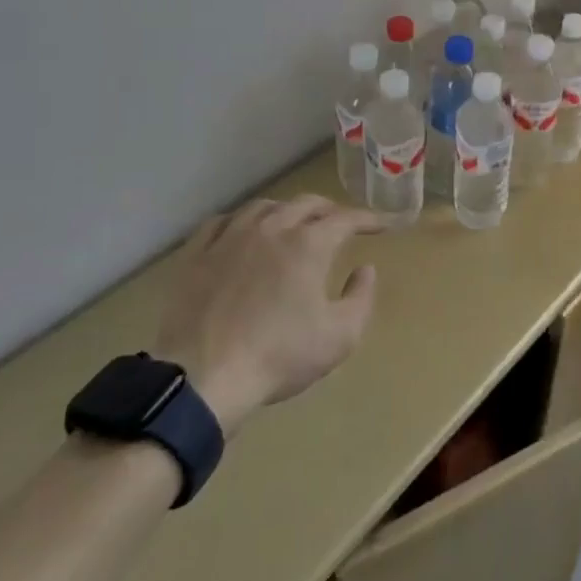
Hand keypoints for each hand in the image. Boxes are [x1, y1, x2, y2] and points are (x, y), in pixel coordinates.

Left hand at [153, 195, 380, 435]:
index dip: (369, 219)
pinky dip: (242, 220)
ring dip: (287, 210)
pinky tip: (242, 231)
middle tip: (340, 223)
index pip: (347, 218)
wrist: (202, 377)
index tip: (383, 224)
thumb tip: (365, 269)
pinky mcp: (196, 254)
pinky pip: (222, 221)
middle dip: (329, 209)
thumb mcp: (339, 337)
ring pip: (264, 206)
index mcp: (308, 244)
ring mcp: (230, 237)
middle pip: (306, 203)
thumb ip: (361, 298)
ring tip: (293, 223)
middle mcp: (271, 228)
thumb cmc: (278, 356)